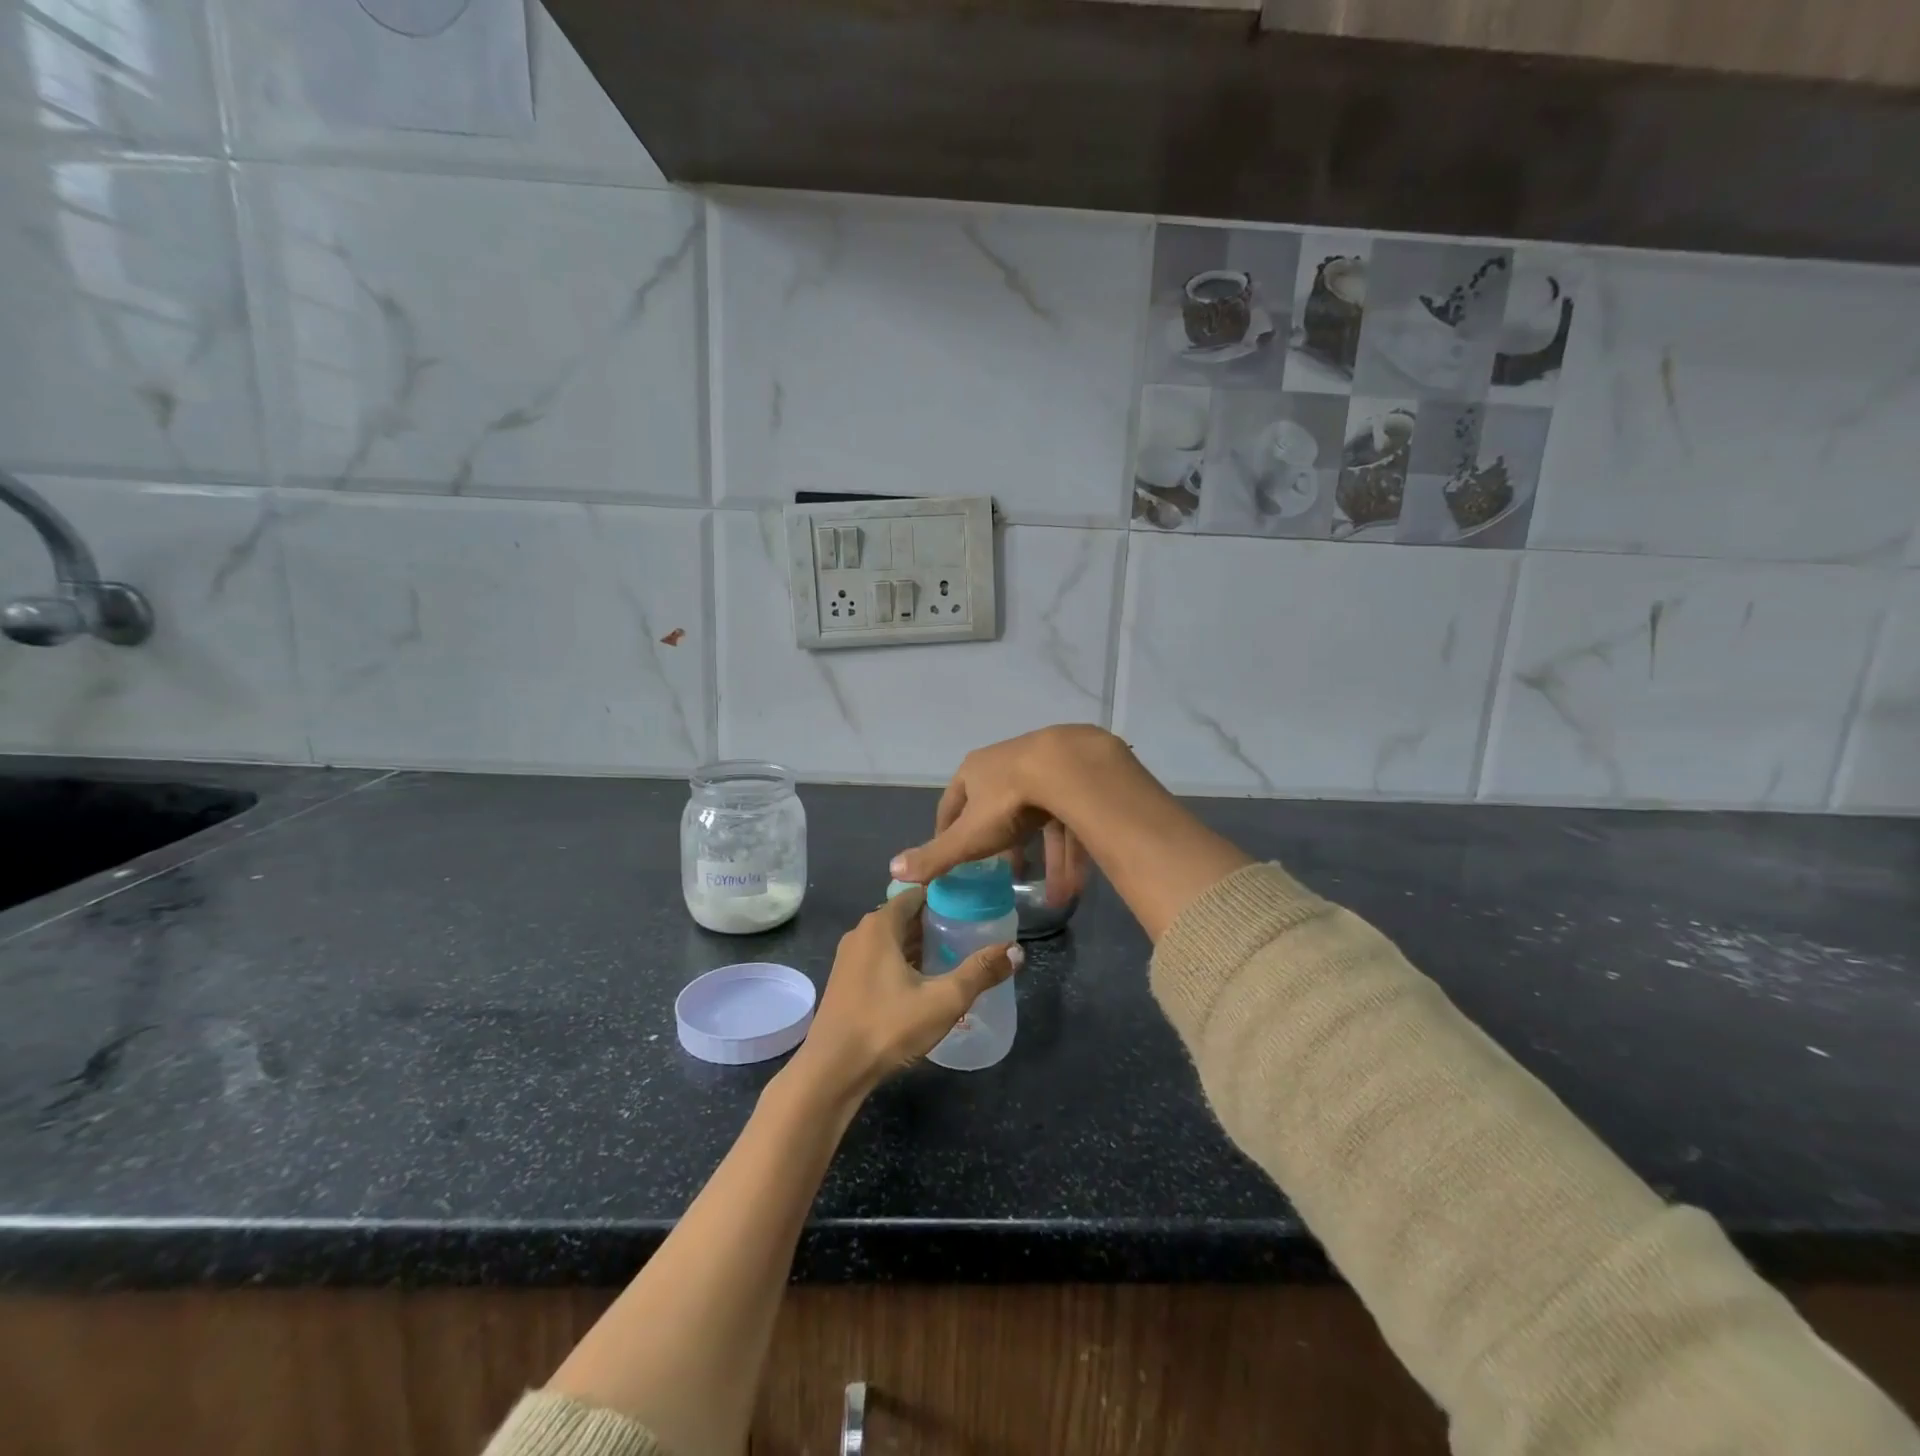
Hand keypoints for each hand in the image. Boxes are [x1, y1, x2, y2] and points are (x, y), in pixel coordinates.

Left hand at [791, 885, 1020, 1101]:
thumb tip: (1017, 950)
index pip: (918, 893)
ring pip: (893, 939)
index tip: (975, 900)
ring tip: (956, 952)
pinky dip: (904, 960)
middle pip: (906, 915)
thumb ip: (979, 972)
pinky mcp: (847, 981)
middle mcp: (862, 933)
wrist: (832, 1071)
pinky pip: (881, 957)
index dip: (946, 894)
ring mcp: (851, 958)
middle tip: (973, 928)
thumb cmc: (886, 1026)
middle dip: (937, 920)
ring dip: (921, 943)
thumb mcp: (942, 1000)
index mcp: (880, 925)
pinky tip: (927, 979)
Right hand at [889, 725, 1119, 900]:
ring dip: (1045, 861)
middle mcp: (1007, 764)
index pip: (953, 804)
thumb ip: (936, 856)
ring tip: (1052, 896)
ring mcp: (1044, 769)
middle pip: (999, 812)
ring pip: (1040, 822)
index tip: (951, 856)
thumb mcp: (969, 836)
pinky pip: (1069, 823)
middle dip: (1002, 847)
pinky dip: (1069, 855)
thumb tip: (894, 870)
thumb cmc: (1008, 801)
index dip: (949, 832)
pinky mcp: (1076, 781)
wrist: (1071, 769)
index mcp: (975, 771)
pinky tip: (1074, 887)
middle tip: (1003, 874)